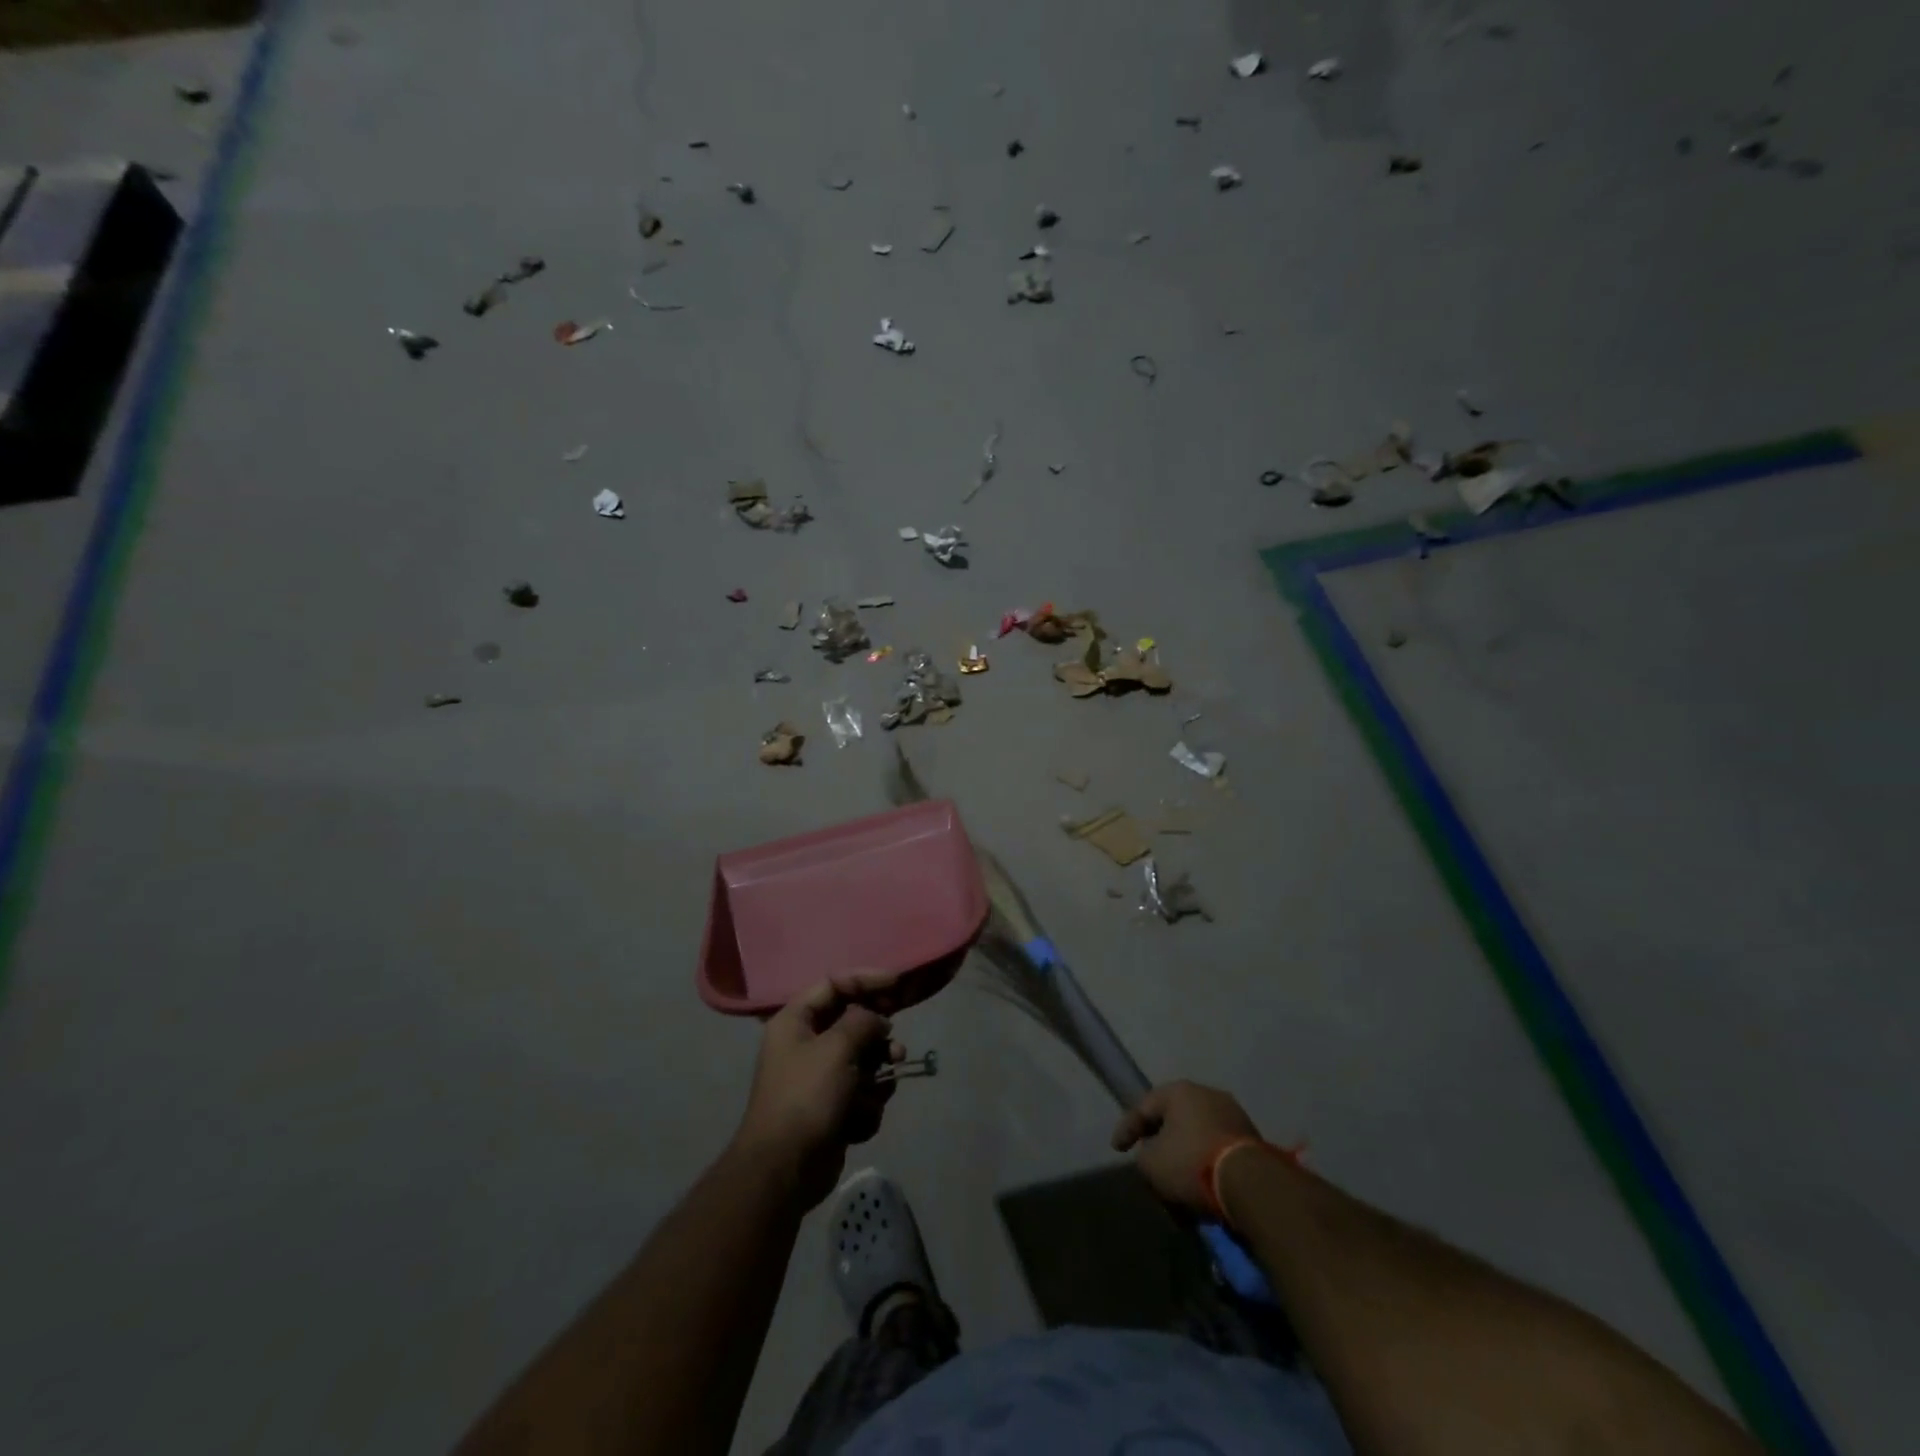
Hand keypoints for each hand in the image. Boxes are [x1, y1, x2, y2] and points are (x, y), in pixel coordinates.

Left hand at [732, 973, 904, 1207]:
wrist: (784, 1170)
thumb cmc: (806, 1097)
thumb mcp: (837, 1048)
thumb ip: (862, 1021)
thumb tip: (877, 1020)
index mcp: (795, 1021)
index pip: (834, 984)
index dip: (866, 979)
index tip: (898, 984)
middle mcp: (805, 1045)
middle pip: (852, 1024)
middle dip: (877, 1038)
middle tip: (895, 1049)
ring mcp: (818, 1079)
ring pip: (862, 1061)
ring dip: (877, 1075)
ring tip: (882, 1087)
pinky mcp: (831, 1110)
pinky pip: (861, 1093)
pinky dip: (866, 1105)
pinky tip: (858, 1121)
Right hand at [1112, 1080, 1260, 1214]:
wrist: (1250, 1185)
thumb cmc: (1191, 1163)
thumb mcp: (1151, 1163)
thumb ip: (1143, 1155)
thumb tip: (1154, 1154)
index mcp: (1180, 1091)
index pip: (1144, 1106)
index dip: (1127, 1129)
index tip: (1117, 1150)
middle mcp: (1207, 1094)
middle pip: (1173, 1122)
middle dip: (1160, 1147)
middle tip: (1150, 1167)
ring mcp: (1233, 1116)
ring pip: (1197, 1139)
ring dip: (1184, 1161)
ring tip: (1176, 1189)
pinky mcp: (1252, 1141)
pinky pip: (1217, 1152)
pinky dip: (1205, 1169)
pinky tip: (1200, 1193)